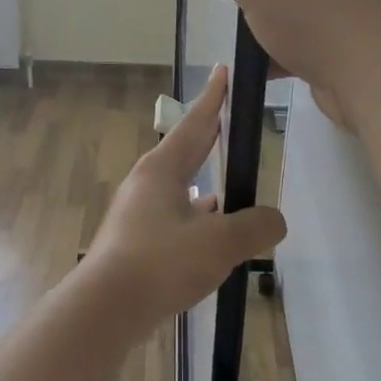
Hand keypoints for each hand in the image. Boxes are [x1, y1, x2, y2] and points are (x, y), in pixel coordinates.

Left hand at [76, 66, 286, 337]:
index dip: (215, 98)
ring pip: (179, 189)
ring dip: (204, 184)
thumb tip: (274, 221)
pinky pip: (174, 218)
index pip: (197, 123)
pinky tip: (209, 236)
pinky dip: (195, 218)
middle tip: (231, 122)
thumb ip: (255, 227)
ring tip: (231, 189)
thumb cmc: (161, 262)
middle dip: (210, 137)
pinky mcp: (135, 242)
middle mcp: (146, 184)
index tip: (223, 72)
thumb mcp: (221, 243)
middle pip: (185, 151)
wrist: (105, 309)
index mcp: (163, 169)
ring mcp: (137, 214)